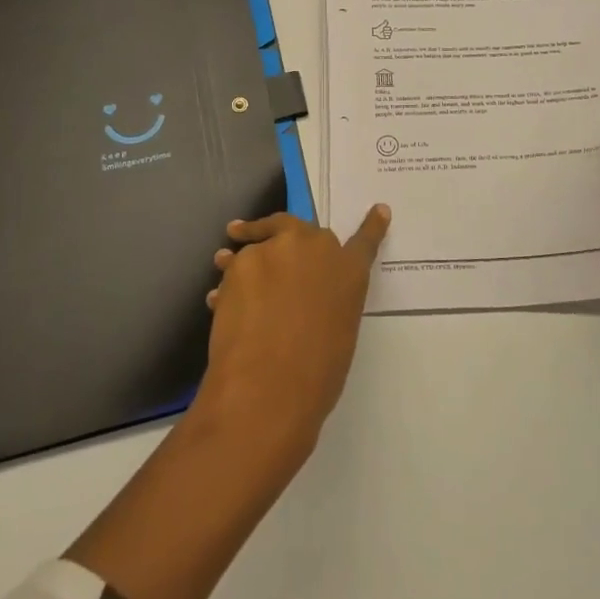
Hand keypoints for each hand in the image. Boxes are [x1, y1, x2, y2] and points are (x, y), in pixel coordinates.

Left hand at [198, 206, 391, 450]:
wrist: (266, 389)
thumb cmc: (314, 376)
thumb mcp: (338, 334)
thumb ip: (330, 304)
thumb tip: (306, 300)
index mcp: (350, 271)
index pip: (365, 241)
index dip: (372, 226)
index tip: (379, 210)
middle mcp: (315, 248)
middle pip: (299, 226)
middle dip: (284, 232)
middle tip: (269, 238)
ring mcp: (276, 250)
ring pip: (259, 242)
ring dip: (247, 249)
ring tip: (225, 260)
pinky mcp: (241, 262)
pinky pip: (234, 267)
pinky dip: (229, 280)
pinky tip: (220, 302)